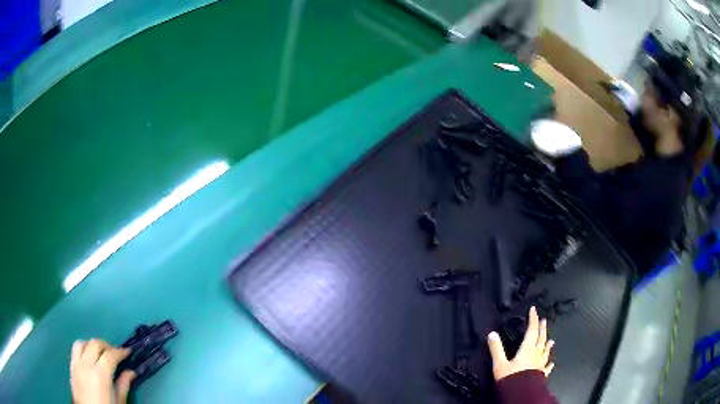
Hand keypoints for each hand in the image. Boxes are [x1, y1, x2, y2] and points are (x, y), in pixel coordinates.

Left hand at [70, 339, 135, 403]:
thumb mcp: (118, 402)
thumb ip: (123, 386)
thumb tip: (131, 372)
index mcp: (100, 375)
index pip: (110, 355)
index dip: (120, 352)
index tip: (127, 352)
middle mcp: (86, 365)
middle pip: (95, 344)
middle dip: (107, 345)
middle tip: (116, 352)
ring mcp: (77, 364)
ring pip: (82, 343)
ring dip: (92, 344)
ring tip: (100, 352)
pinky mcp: (71, 366)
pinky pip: (75, 349)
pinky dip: (83, 348)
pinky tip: (89, 356)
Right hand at [487, 307, 553, 380]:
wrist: (521, 393)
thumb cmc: (511, 378)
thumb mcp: (500, 364)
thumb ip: (496, 349)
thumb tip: (491, 333)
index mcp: (527, 349)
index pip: (531, 331)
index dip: (533, 319)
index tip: (534, 310)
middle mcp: (536, 354)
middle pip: (540, 338)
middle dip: (542, 329)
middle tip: (544, 320)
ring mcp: (540, 364)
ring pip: (545, 351)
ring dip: (548, 344)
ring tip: (551, 339)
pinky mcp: (541, 374)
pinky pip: (547, 366)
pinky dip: (549, 363)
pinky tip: (552, 362)